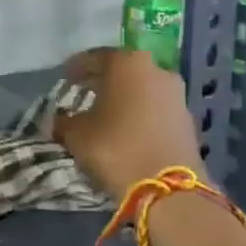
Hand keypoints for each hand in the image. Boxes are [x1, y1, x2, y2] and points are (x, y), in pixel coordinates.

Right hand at [54, 47, 206, 197]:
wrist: (168, 188)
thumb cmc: (115, 148)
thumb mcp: (76, 134)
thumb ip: (64, 121)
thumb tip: (58, 120)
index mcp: (126, 63)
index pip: (94, 57)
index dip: (76, 68)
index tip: (65, 78)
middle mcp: (155, 70)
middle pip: (121, 70)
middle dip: (101, 81)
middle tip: (83, 93)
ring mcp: (176, 94)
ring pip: (141, 88)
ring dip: (123, 97)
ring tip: (104, 114)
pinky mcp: (187, 119)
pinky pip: (155, 108)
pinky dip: (139, 113)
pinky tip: (126, 129)